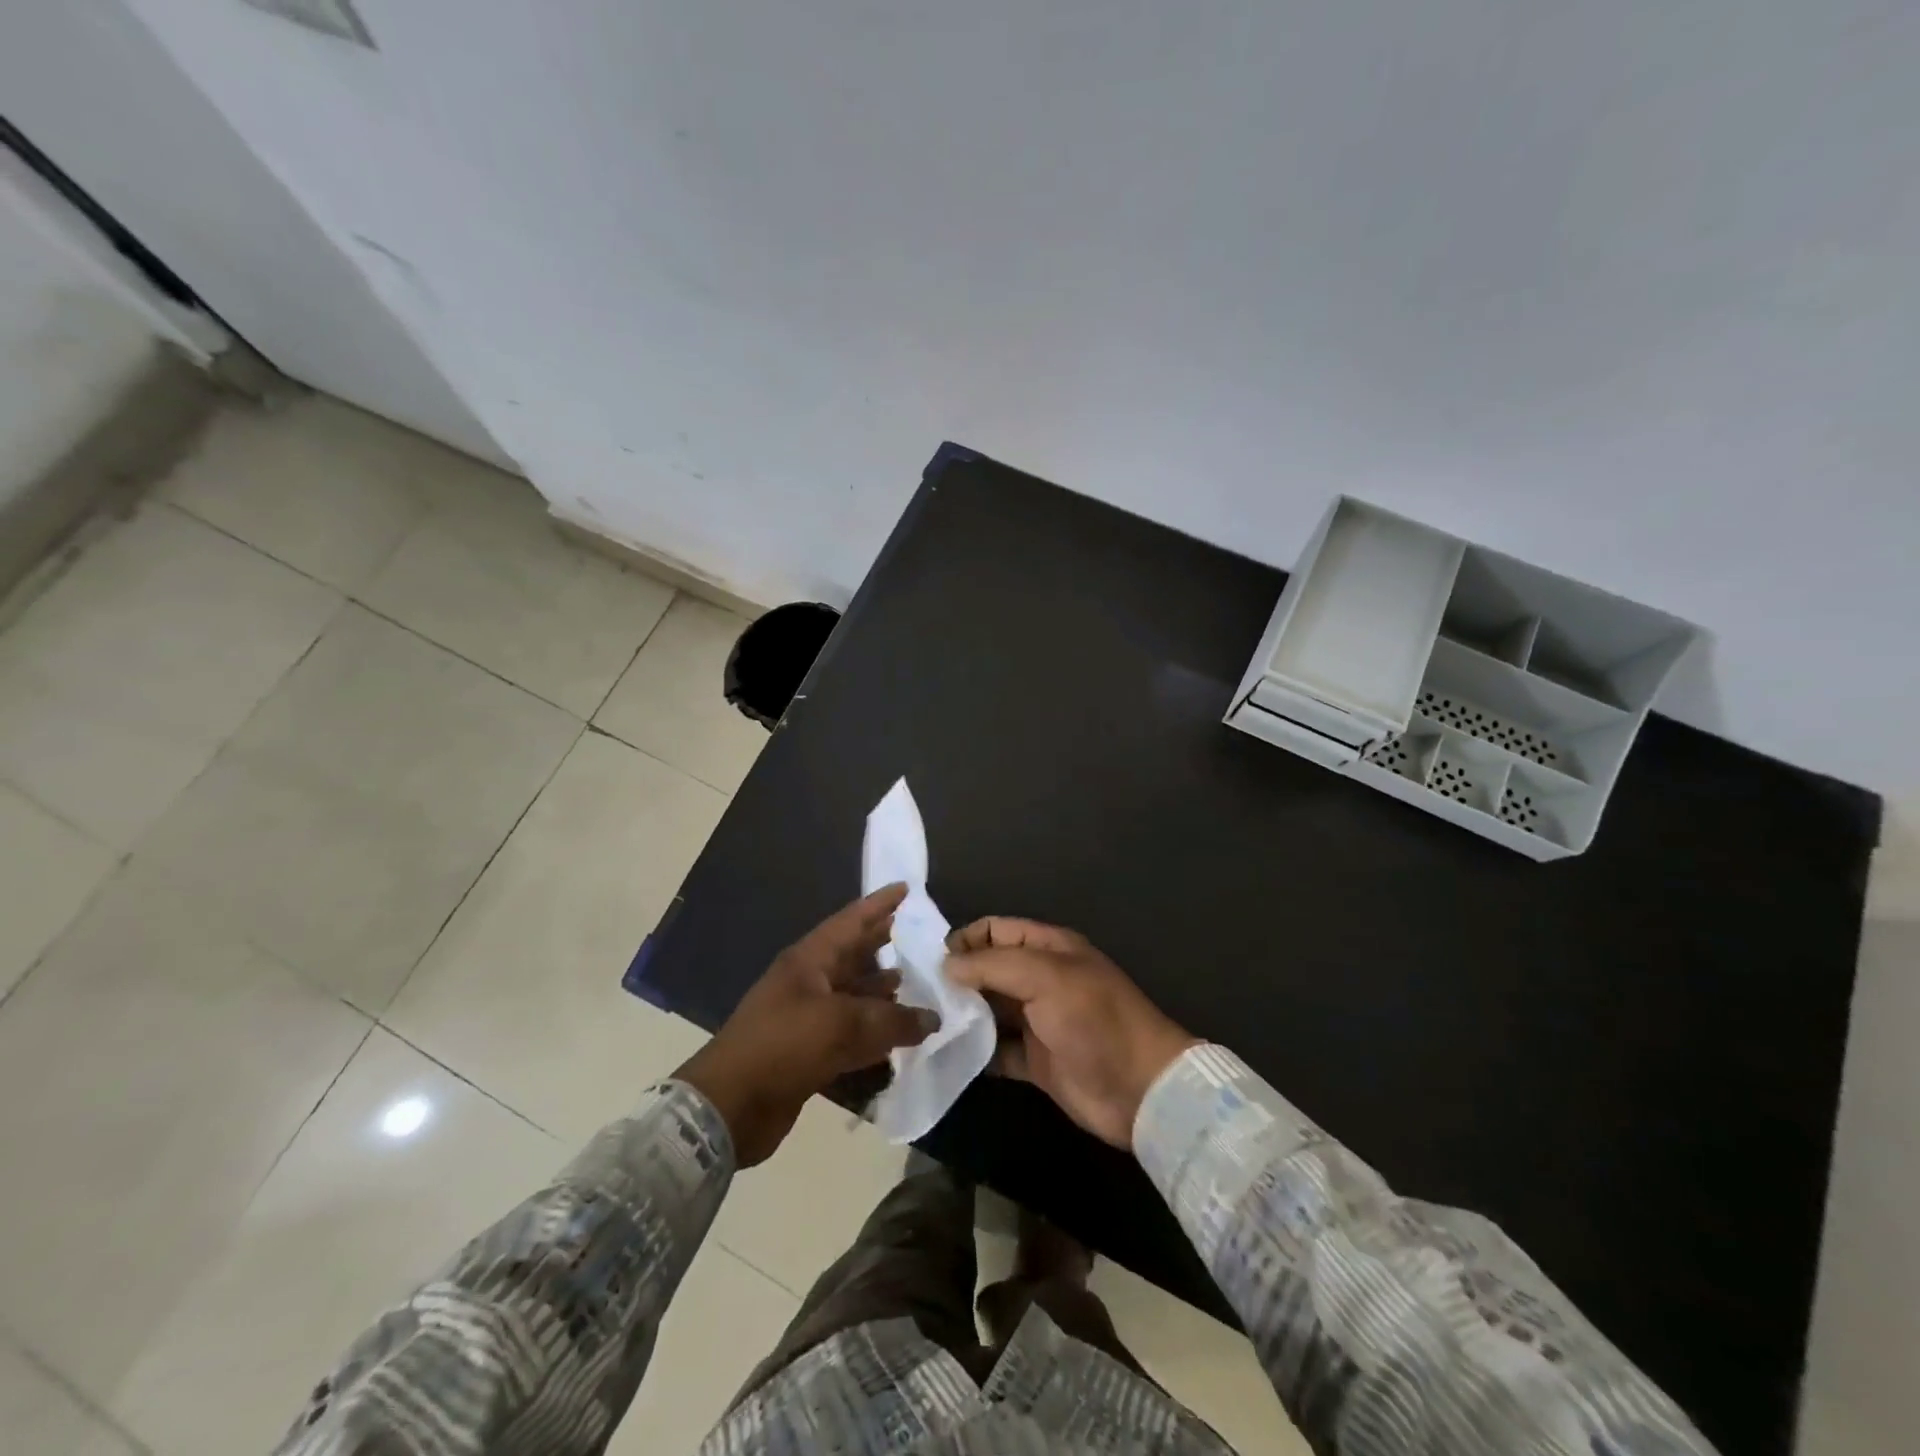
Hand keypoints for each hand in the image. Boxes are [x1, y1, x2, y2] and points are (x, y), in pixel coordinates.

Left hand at [675, 885, 938, 1166]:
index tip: (906, 889)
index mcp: (809, 961)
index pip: (851, 921)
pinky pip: (849, 1034)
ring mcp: (806, 1018)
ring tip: (914, 984)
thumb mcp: (842, 1025)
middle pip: (852, 956)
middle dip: (883, 945)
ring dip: (881, 991)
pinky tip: (898, 1036)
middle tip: (919, 936)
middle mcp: (808, 982)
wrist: (730, 1106)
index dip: (879, 904)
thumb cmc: (784, 1046)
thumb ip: (892, 1020)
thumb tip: (932, 1019)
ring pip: (852, 996)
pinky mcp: (808, 1053)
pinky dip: (873, 1033)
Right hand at [946, 918, 1197, 1148]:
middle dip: (958, 978)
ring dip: (963, 1015)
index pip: (997, 930)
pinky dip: (976, 1051)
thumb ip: (993, 966)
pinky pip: (997, 1050)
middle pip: (990, 970)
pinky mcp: (1036, 1061)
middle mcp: (1041, 980)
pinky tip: (948, 1054)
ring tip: (926, 1023)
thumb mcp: (1045, 978)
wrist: (1141, 1089)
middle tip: (919, 995)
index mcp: (1049, 949)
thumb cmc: (1094, 1020)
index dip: (966, 940)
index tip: (932, 961)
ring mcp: (1039, 1021)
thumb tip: (946, 965)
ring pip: (991, 1010)